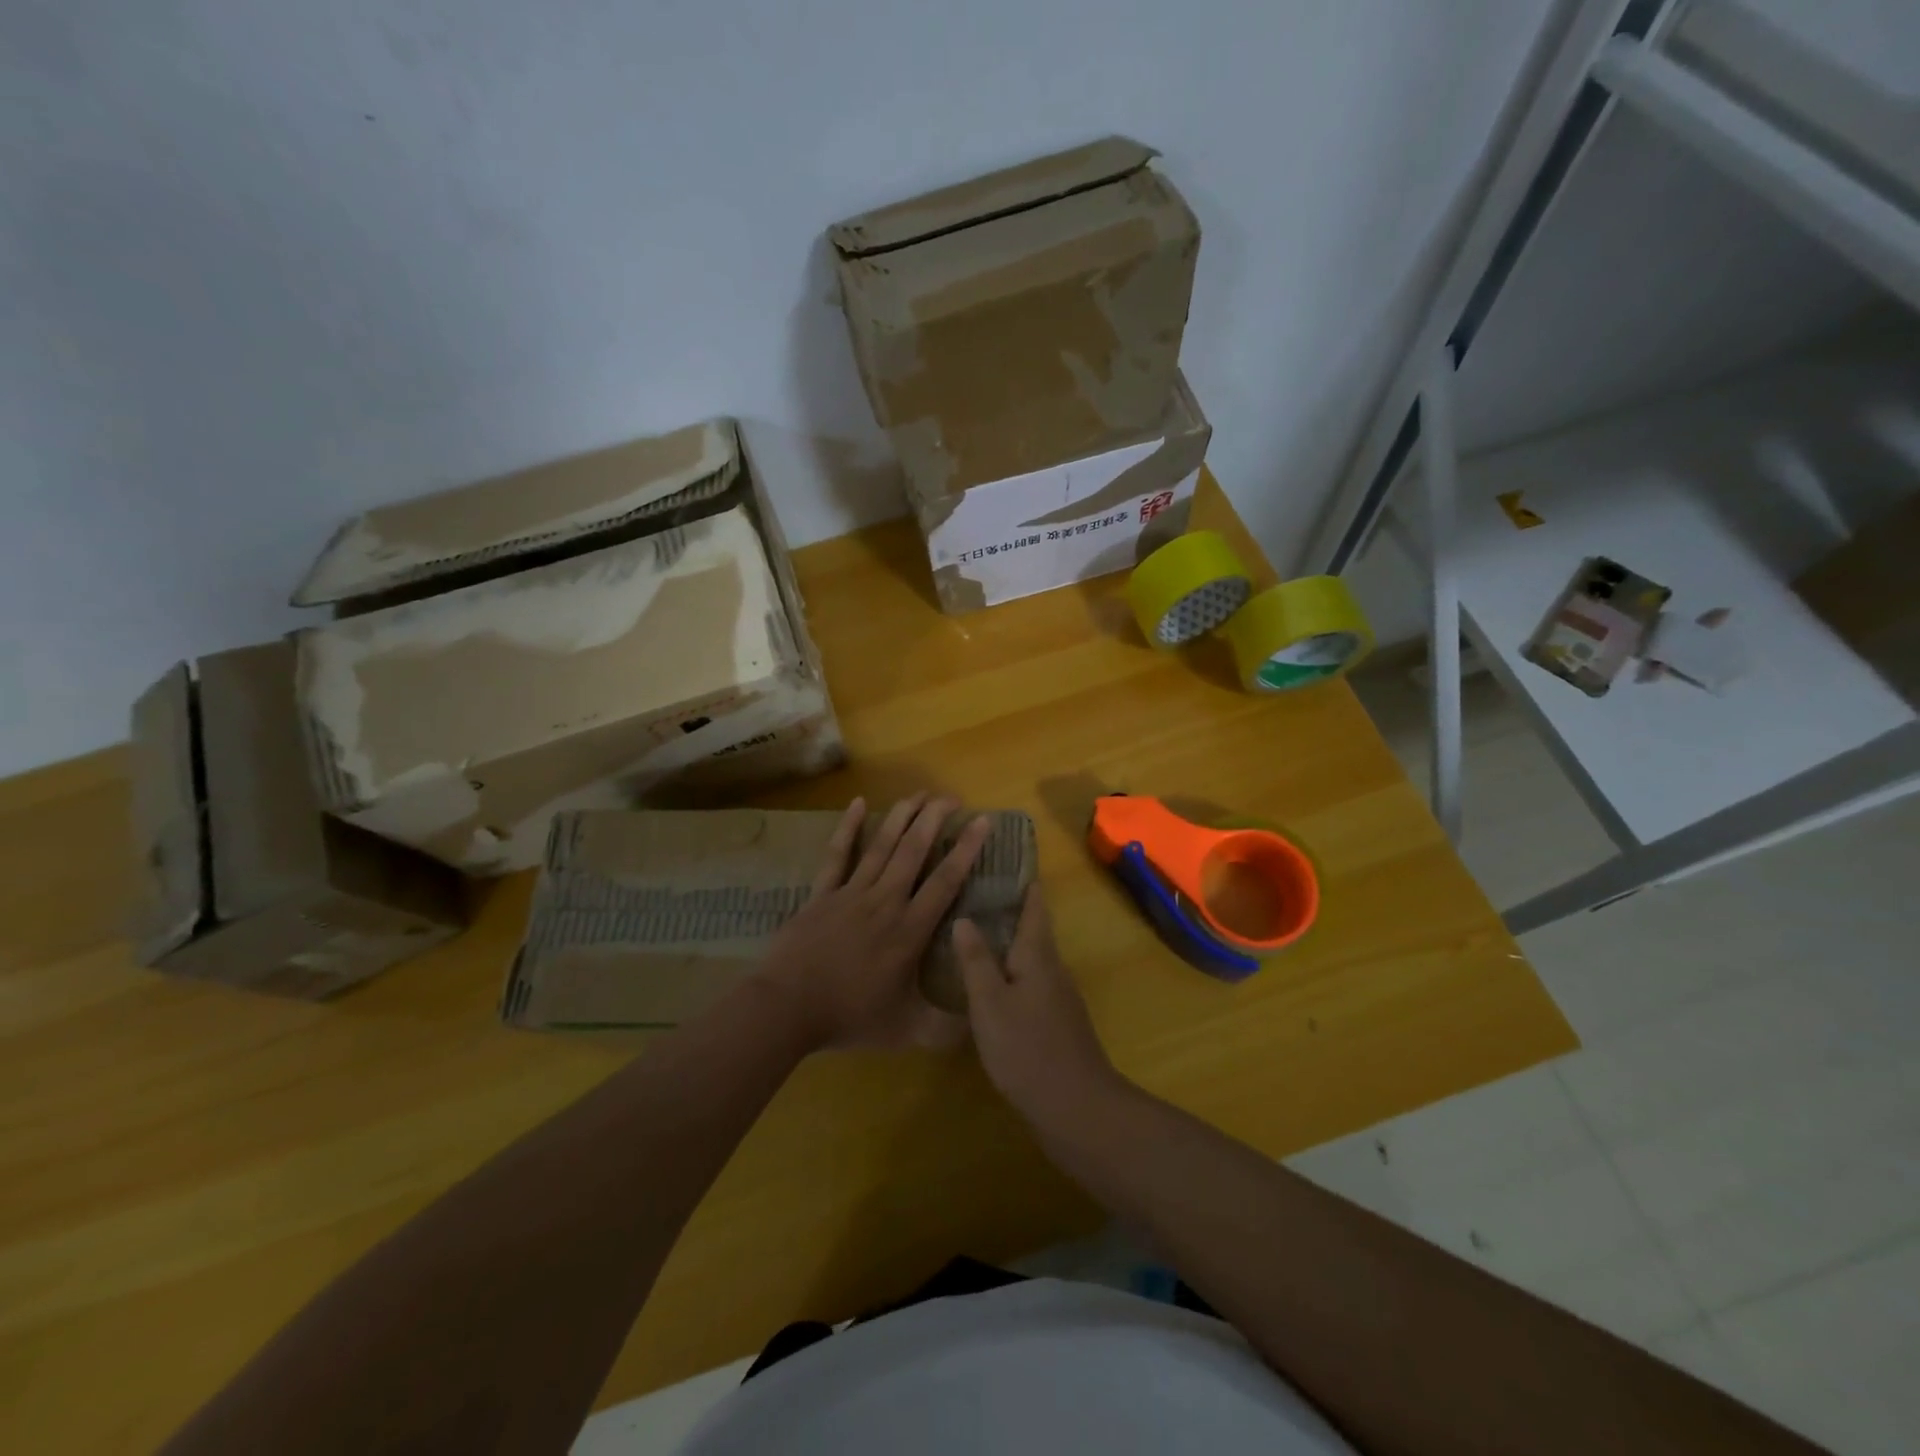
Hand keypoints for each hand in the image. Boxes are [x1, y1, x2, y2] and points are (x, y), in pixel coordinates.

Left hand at [759, 794, 991, 1050]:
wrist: (787, 1008)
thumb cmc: (848, 1016)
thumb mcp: (905, 1030)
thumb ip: (944, 1027)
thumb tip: (979, 1024)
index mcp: (909, 930)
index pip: (945, 881)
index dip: (967, 849)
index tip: (983, 821)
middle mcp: (885, 902)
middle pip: (914, 851)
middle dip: (935, 820)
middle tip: (951, 797)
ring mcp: (851, 893)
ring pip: (881, 846)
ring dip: (901, 816)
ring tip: (919, 793)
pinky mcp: (822, 893)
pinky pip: (837, 855)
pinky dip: (848, 828)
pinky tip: (858, 803)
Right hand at [953, 887, 1122, 1128]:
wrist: (1075, 1107)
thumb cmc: (1028, 1048)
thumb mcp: (990, 1002)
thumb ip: (976, 960)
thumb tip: (964, 918)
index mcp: (1038, 954)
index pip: (1033, 905)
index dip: (1022, 880)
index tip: (1003, 856)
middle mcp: (1052, 968)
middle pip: (1032, 928)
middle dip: (1009, 907)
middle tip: (974, 889)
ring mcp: (1057, 996)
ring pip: (1030, 956)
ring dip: (1007, 939)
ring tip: (974, 928)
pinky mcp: (1054, 1021)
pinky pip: (1029, 981)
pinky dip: (1009, 969)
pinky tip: (988, 980)